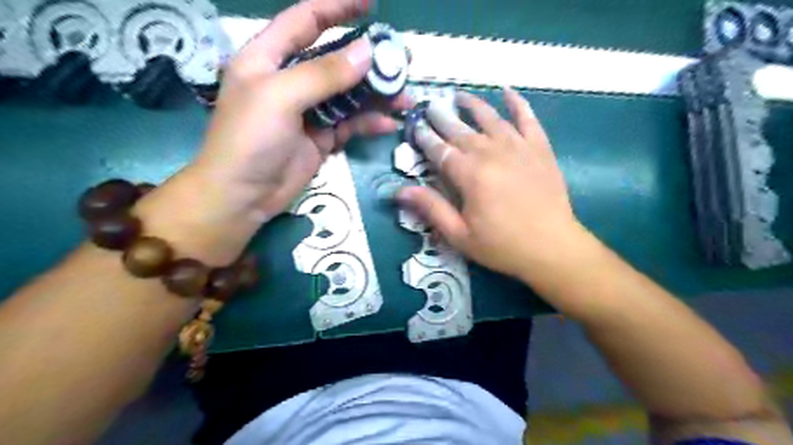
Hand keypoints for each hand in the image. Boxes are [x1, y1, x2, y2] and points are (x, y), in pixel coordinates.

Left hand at [140, 1, 408, 263]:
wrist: (243, 196)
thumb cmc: (249, 139)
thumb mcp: (281, 97)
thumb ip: (324, 74)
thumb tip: (367, 52)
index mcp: (269, 58)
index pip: (306, 20)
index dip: (337, 7)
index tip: (371, 4)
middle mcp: (291, 80)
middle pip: (335, 60)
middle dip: (368, 60)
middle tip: (401, 63)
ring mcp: (308, 111)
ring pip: (348, 95)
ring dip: (376, 96)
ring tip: (404, 98)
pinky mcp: (321, 138)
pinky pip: (349, 124)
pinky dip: (368, 123)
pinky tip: (388, 124)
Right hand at [400, 89, 583, 279]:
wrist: (552, 247)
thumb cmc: (502, 245)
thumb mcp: (460, 235)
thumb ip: (431, 208)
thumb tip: (399, 191)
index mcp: (470, 174)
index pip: (440, 150)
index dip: (425, 138)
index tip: (415, 127)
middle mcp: (492, 153)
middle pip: (461, 130)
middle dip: (443, 118)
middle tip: (430, 107)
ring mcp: (518, 147)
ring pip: (490, 118)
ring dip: (473, 105)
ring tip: (459, 96)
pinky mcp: (540, 148)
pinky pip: (528, 118)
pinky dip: (517, 103)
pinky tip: (507, 92)